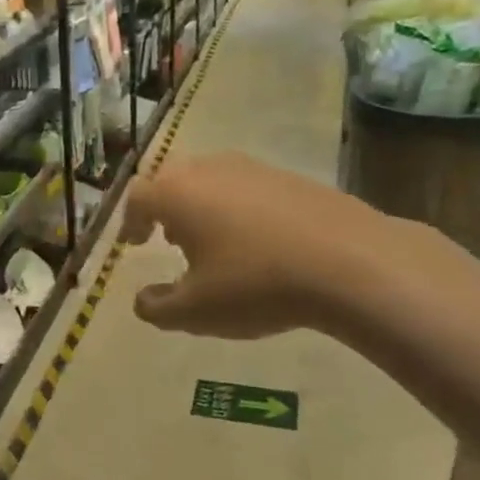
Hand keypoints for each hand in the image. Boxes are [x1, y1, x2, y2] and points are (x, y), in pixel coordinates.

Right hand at [118, 153, 408, 337]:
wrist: (350, 263)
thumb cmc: (255, 284)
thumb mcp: (195, 311)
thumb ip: (157, 308)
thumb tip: (142, 300)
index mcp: (177, 194)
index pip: (137, 197)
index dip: (129, 221)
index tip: (133, 243)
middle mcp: (210, 170)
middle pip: (173, 179)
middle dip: (164, 208)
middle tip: (166, 238)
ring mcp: (254, 168)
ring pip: (211, 180)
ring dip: (201, 206)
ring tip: (211, 240)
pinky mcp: (291, 177)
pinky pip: (248, 187)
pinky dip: (238, 208)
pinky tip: (256, 241)